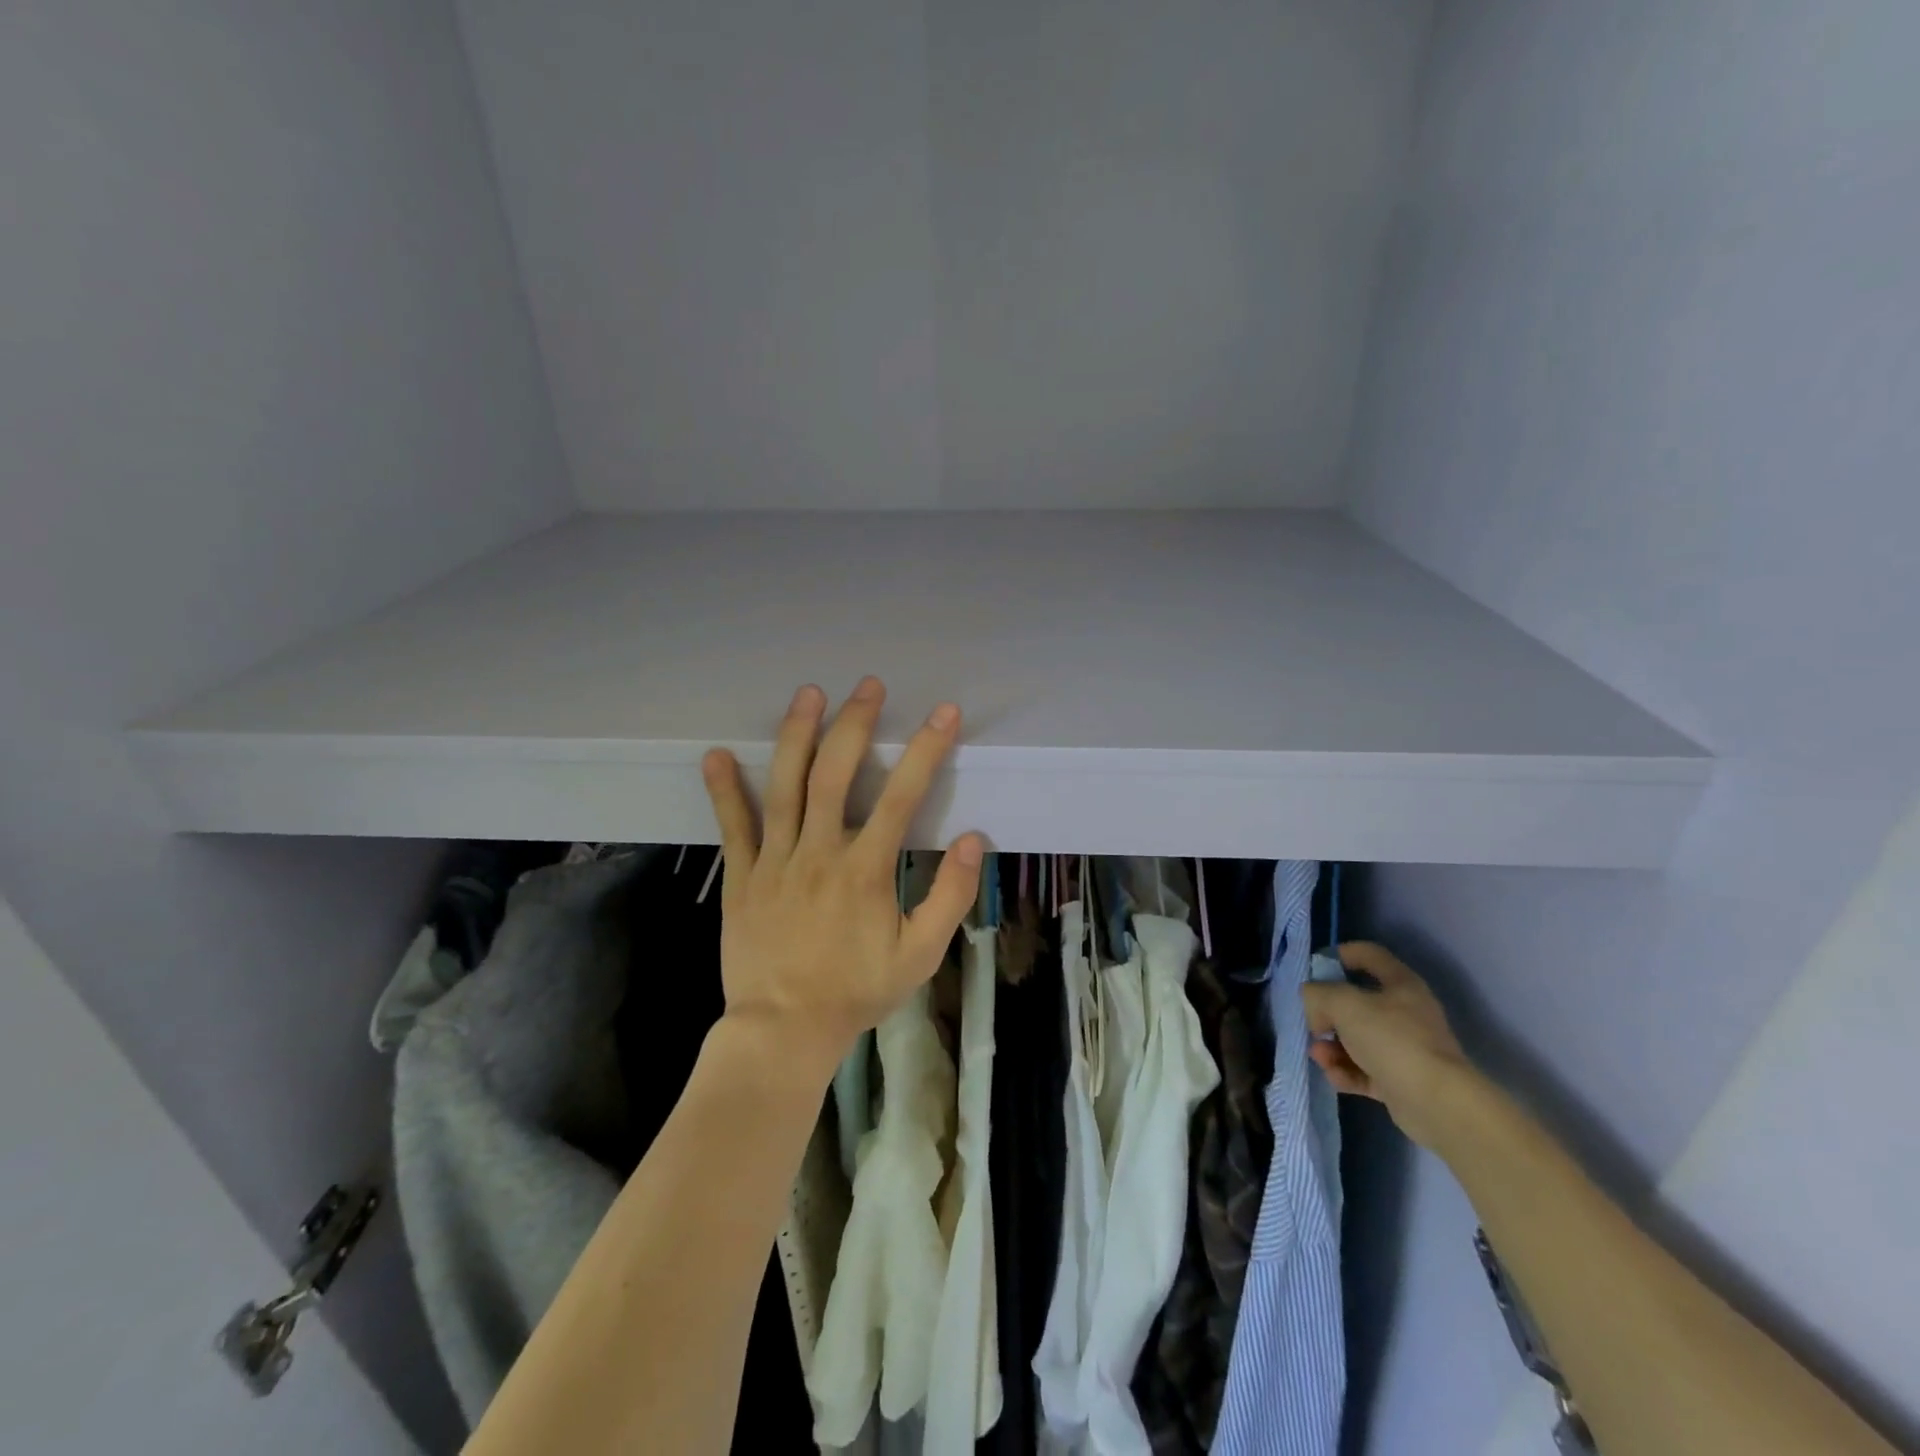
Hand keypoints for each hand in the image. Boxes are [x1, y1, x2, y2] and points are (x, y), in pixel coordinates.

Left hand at [701, 677, 983, 1079]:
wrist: (784, 1029)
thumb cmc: (856, 991)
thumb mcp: (919, 954)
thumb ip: (949, 896)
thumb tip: (972, 839)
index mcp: (865, 870)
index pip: (902, 797)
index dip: (925, 750)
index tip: (944, 713)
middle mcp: (819, 853)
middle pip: (835, 775)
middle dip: (854, 725)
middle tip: (867, 686)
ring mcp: (775, 861)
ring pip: (784, 787)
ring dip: (796, 736)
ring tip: (807, 694)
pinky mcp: (742, 876)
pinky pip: (732, 827)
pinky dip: (723, 790)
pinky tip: (715, 754)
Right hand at [1302, 942, 1477, 1148]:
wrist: (1437, 1103)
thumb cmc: (1391, 1039)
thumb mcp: (1343, 1004)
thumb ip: (1317, 994)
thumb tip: (1313, 1004)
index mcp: (1401, 984)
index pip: (1369, 954)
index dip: (1340, 954)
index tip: (1315, 968)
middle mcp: (1406, 1013)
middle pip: (1357, 1002)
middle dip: (1328, 1013)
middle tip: (1313, 1023)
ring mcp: (1404, 1049)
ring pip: (1357, 1039)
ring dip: (1333, 1047)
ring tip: (1321, 1057)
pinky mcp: (1400, 1081)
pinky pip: (1365, 1070)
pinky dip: (1347, 1072)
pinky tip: (1335, 1077)